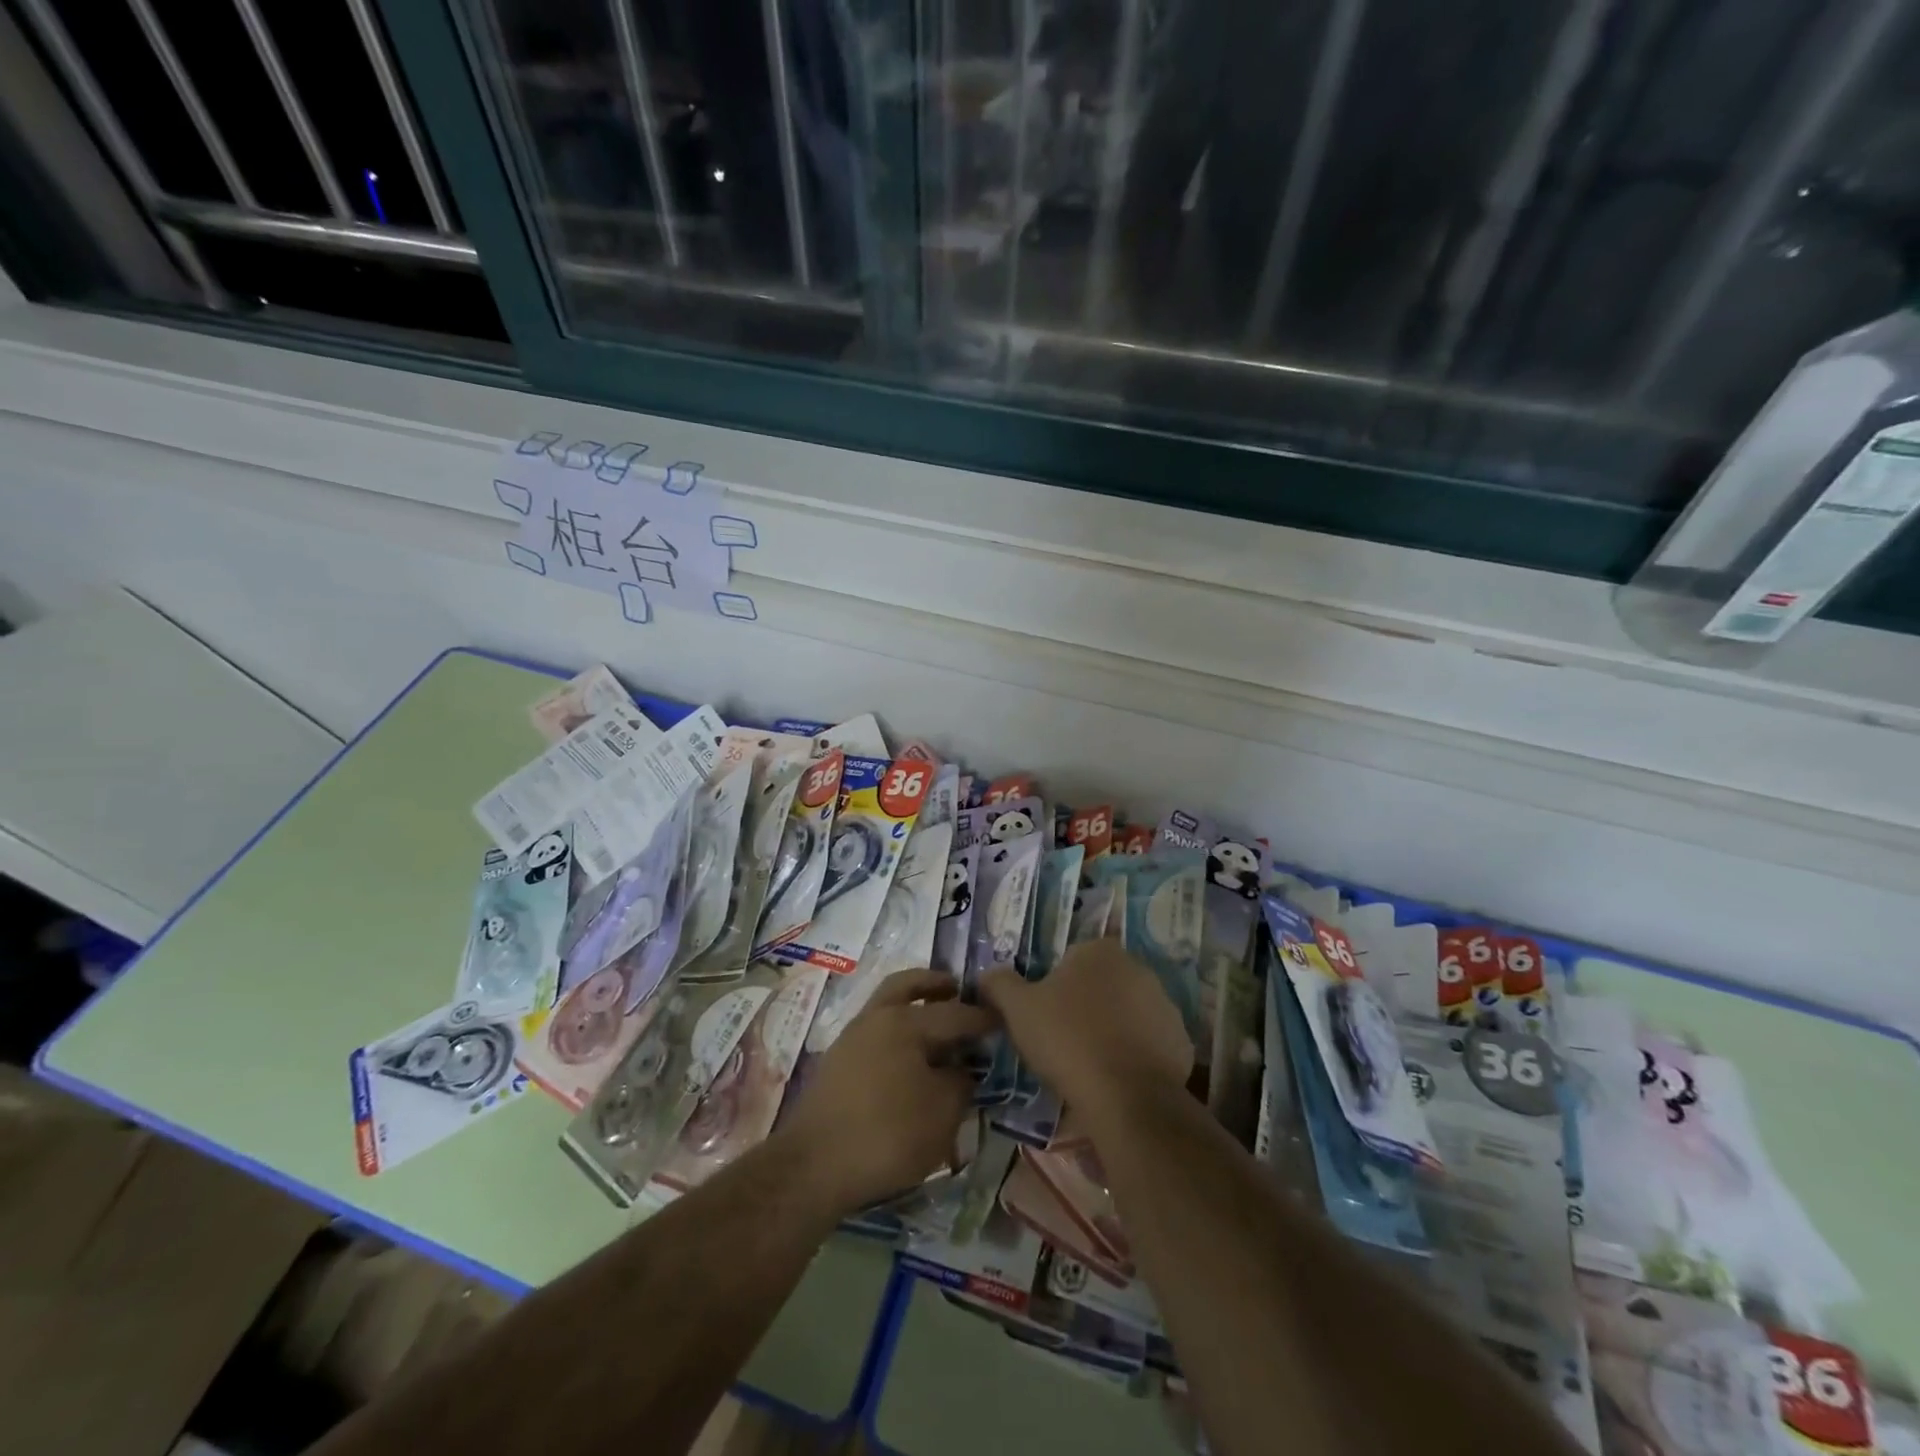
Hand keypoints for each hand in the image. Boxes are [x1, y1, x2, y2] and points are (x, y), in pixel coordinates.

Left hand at [777, 970, 993, 1214]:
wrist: (812, 1167)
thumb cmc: (886, 1134)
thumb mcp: (942, 1114)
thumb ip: (959, 1084)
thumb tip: (961, 1070)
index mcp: (904, 1021)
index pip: (953, 1013)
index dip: (981, 1018)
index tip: (1003, 1018)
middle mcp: (875, 1018)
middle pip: (906, 985)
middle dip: (934, 984)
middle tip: (957, 988)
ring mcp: (851, 1039)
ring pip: (886, 1006)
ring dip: (912, 1006)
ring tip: (935, 1027)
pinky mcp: (837, 1064)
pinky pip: (875, 1033)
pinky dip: (896, 1034)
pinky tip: (910, 1059)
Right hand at [981, 939, 1190, 1120]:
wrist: (1125, 1096)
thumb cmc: (1067, 1039)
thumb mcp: (1018, 1009)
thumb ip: (999, 984)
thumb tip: (987, 974)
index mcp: (1099, 951)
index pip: (1072, 958)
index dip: (1055, 985)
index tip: (1044, 1014)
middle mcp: (1137, 967)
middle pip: (1102, 982)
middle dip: (1085, 1004)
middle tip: (1063, 1038)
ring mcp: (1164, 1004)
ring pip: (1128, 1012)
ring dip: (1112, 1028)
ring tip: (1090, 1063)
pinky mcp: (1181, 1040)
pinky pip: (1150, 1042)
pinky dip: (1135, 1055)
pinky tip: (1117, 1078)